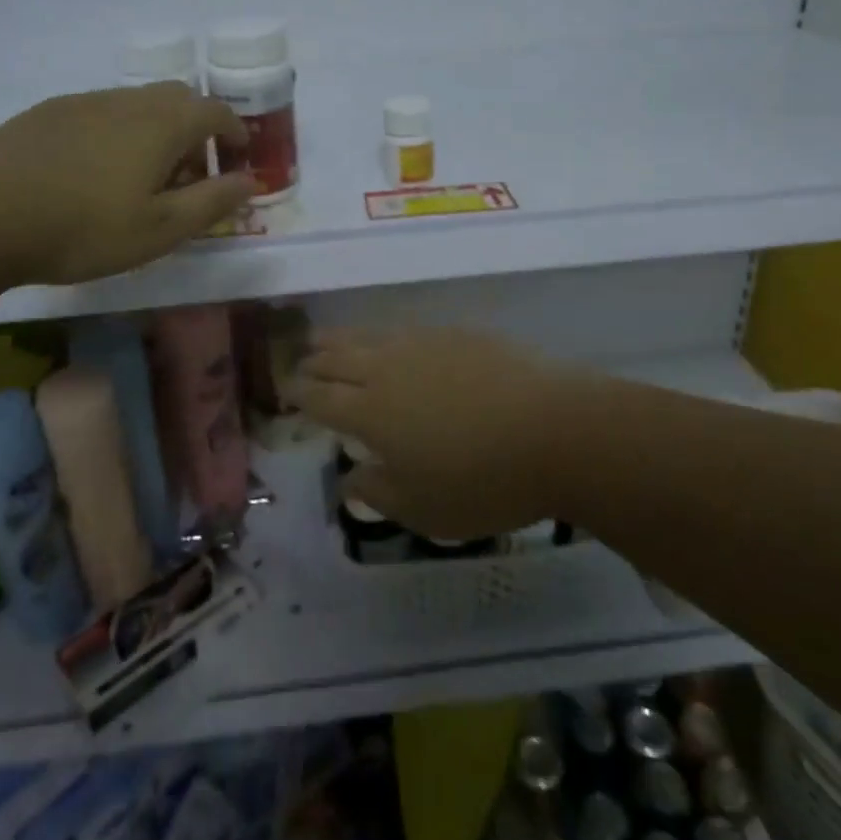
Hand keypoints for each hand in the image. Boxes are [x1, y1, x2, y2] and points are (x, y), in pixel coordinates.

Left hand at [0, 83, 253, 285]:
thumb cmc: (84, 229)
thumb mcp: (160, 230)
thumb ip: (212, 202)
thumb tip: (251, 181)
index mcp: (162, 125)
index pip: (215, 112)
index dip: (234, 132)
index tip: (236, 158)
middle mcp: (128, 101)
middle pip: (178, 98)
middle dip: (196, 127)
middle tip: (190, 170)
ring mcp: (84, 102)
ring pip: (136, 103)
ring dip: (155, 129)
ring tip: (142, 174)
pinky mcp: (48, 112)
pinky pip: (100, 111)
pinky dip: (117, 130)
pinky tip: (93, 169)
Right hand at [295, 328, 590, 539]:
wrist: (554, 430)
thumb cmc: (484, 481)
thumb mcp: (424, 510)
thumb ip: (378, 493)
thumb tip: (348, 480)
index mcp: (371, 412)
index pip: (321, 398)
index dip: (300, 394)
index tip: (286, 391)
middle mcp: (388, 369)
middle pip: (339, 359)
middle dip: (315, 361)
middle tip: (300, 361)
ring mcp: (424, 345)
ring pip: (369, 336)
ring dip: (342, 339)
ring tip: (326, 338)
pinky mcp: (457, 333)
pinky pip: (406, 329)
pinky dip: (386, 335)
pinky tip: (391, 340)